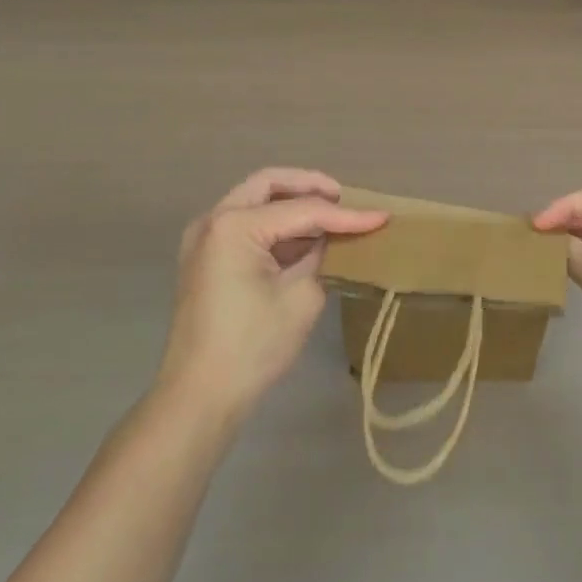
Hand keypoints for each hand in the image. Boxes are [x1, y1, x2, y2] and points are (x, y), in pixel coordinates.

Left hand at [156, 168, 386, 422]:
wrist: (199, 397)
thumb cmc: (253, 346)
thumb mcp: (301, 297)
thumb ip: (321, 255)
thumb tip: (331, 239)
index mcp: (235, 225)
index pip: (302, 210)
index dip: (345, 215)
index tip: (381, 216)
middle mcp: (213, 221)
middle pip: (268, 184)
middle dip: (308, 186)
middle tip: (343, 198)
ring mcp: (203, 239)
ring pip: (253, 201)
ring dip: (290, 205)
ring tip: (330, 217)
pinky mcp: (205, 260)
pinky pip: (244, 226)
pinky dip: (274, 225)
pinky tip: (304, 239)